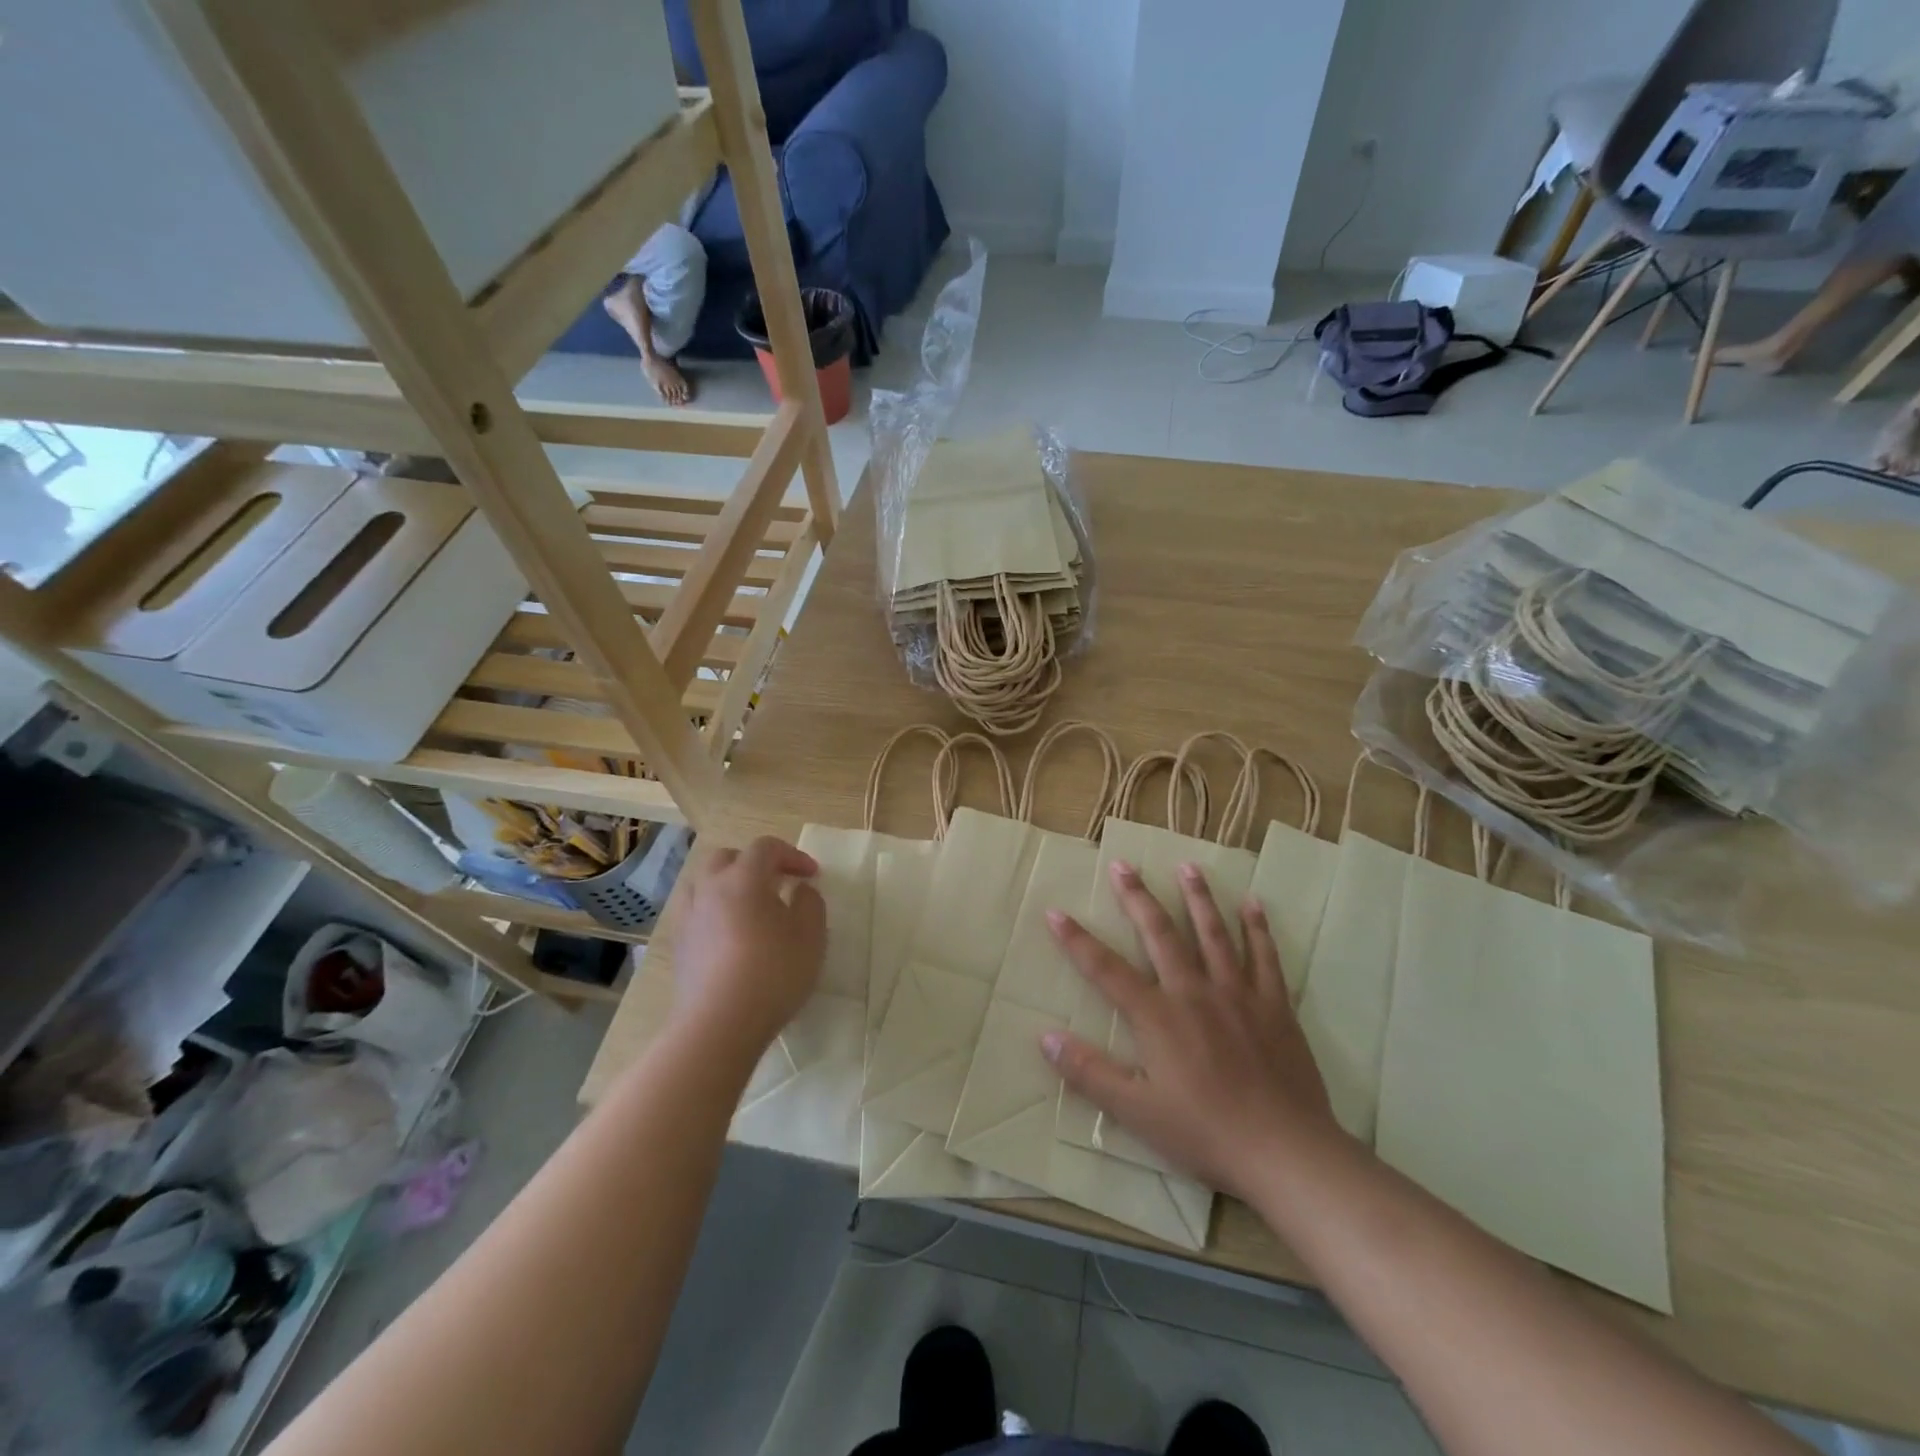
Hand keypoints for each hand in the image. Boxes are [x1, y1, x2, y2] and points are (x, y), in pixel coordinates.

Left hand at [669, 837, 824, 1057]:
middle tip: (778, 883)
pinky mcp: (678, 945)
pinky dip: (713, 910)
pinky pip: (694, 911)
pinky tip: (728, 934)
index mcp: (744, 878)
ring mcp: (688, 916)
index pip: (766, 848)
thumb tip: (800, 890)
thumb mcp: (811, 935)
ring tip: (748, 906)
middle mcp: (710, 888)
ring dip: (728, 884)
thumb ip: (810, 903)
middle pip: (728, 858)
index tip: (812, 875)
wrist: (718, 1025)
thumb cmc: (773, 973)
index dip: (792, 855)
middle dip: (755, 863)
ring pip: (704, 883)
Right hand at [1041, 861, 1341, 1200]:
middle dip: (1137, 897)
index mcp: (1157, 1016)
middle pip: (1159, 934)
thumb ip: (1090, 1073)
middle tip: (1122, 864)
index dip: (1077, 941)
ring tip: (1186, 865)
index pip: (1106, 969)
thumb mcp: (1136, 1112)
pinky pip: (1265, 956)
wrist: (1285, 1151)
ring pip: (1213, 933)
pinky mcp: (1274, 1005)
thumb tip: (1045, 1036)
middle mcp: (1193, 991)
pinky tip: (1252, 903)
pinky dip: (1257, 928)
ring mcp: (1237, 993)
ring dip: (1197, 897)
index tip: (1055, 912)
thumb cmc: (1205, 1132)